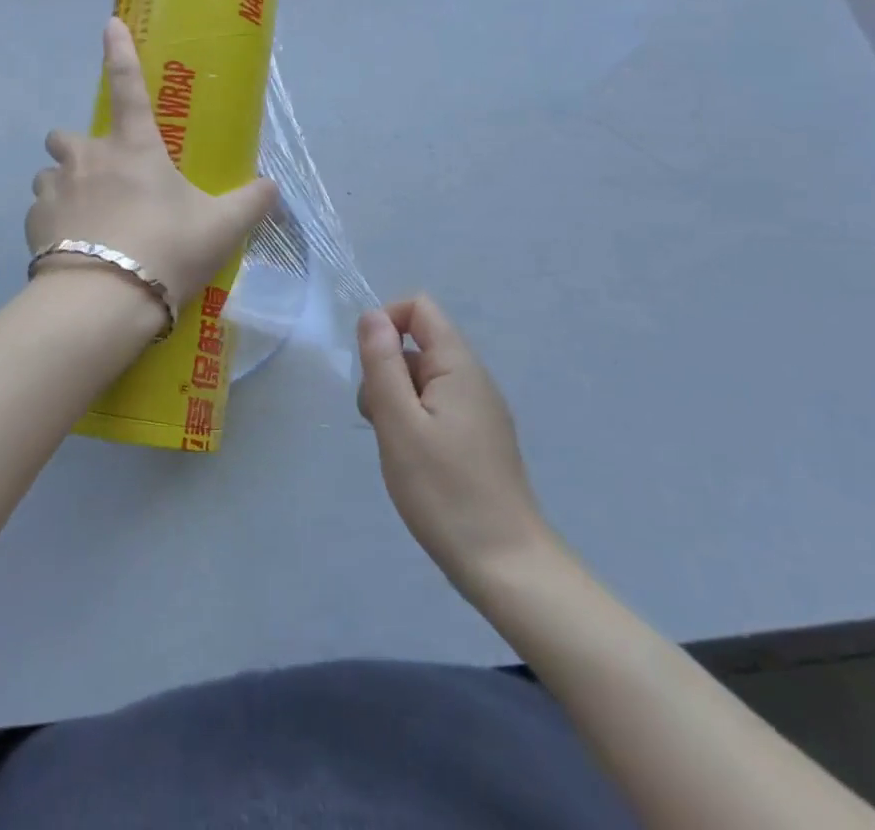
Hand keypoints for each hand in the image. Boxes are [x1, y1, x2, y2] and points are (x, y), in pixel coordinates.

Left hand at [27, 19, 277, 322]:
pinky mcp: (33, 222)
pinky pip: (40, 211)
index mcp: (134, 148)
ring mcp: (55, 188)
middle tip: (102, 179)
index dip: (119, 52)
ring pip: (50, 174)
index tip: (110, 23)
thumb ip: (250, 203)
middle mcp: (88, 157)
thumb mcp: (220, 228)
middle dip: (78, 149)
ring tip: (86, 220)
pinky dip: (53, 223)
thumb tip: (272, 187)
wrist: (105, 299)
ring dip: (64, 187)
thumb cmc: (167, 249)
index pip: (127, 85)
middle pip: (66, 135)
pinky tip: (71, 249)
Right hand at [357, 297, 557, 602]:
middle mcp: (473, 379)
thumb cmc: (445, 491)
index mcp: (459, 366)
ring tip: (395, 447)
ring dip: (396, 401)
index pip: (419, 307)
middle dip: (386, 371)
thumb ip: (382, 363)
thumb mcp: (399, 423)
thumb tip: (372, 315)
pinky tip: (412, 461)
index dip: (386, 322)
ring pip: (421, 379)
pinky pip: (435, 406)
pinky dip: (413, 422)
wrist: (505, 566)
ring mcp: (478, 410)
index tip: (369, 367)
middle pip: (416, 344)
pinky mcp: (478, 438)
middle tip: (381, 421)